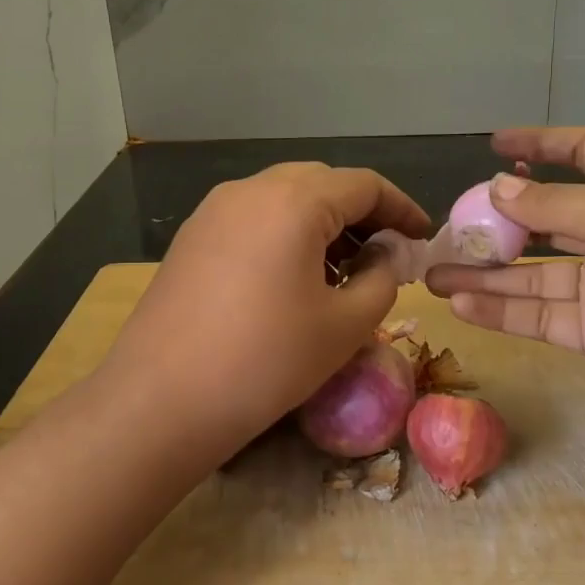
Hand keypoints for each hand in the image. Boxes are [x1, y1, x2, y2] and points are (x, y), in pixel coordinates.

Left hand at [99, 163, 430, 467]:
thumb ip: (382, 277)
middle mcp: (250, 190)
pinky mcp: (191, 238)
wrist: (161, 400)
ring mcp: (213, 211)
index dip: (401, 207)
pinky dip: (285, 234)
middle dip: (361, 213)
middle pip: (322, 183)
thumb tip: (384, 254)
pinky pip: (253, 218)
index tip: (422, 237)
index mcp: (294, 200)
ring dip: (322, 224)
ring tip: (342, 270)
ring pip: (284, 198)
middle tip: (385, 254)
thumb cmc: (266, 361)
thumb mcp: (345, 325)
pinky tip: (292, 278)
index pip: (364, 185)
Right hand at [426, 128, 584, 433]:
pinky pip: (540, 315)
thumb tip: (497, 189)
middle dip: (498, 221)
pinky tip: (462, 306)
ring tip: (433, 275)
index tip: (494, 146)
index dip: (542, 144)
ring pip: (533, 272)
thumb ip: (554, 205)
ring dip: (486, 273)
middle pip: (547, 217)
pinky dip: (502, 312)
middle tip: (449, 228)